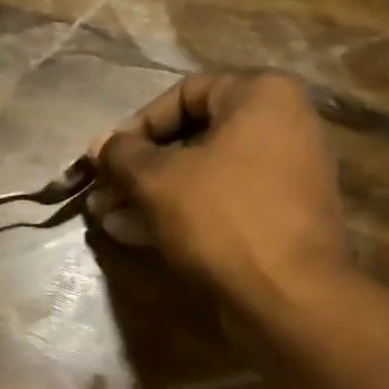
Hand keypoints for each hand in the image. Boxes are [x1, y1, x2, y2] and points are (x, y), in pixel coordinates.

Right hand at [89, 73, 345, 313]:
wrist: (288, 294)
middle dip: (140, 170)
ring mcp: (284, 177)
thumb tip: (100, 144)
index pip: (185, 93)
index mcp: (262, 96)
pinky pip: (222, 205)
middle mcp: (281, 127)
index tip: (106, 158)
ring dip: (152, 196)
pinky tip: (136, 235)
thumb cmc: (223, 219)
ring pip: (203, 177)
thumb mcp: (159, 181)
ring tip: (108, 219)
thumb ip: (123, 155)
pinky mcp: (277, 220)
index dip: (136, 125)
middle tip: (102, 194)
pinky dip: (181, 215)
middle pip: (193, 139)